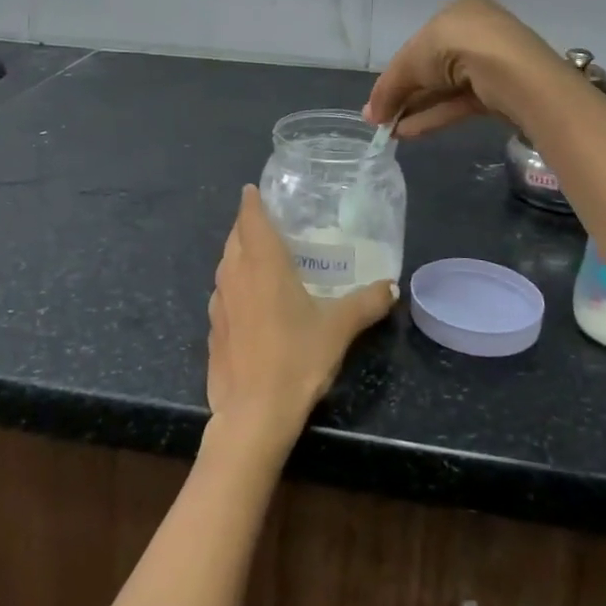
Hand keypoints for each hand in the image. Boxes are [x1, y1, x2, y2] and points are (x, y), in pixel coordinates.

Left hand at [206, 187, 395, 451]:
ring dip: (239, 254)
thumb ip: (367, 303)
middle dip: (248, 225)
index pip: (250, 216)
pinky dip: (235, 284)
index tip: (256, 190)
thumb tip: (391, 286)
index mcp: (262, 262)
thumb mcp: (339, 328)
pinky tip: (252, 301)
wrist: (253, 414)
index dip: (252, 201)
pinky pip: (223, 292)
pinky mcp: (213, 328)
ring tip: (263, 258)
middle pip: (235, 237)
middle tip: (271, 223)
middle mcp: (234, 273)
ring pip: (225, 264)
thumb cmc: (296, 359)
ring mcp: (218, 301)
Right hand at [363, 0, 567, 137]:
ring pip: (445, 89)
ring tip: (388, 131)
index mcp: (457, 12)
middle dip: (404, 94)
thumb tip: (370, 115)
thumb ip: (389, 88)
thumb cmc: (454, 47)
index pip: (420, 44)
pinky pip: (460, 103)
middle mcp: (476, 32)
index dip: (396, 72)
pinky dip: (434, 116)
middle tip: (380, 118)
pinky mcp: (501, 92)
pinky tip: (408, 133)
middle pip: (432, 68)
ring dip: (415, 108)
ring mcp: (492, 63)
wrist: (510, 71)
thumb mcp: (410, 62)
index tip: (379, 98)